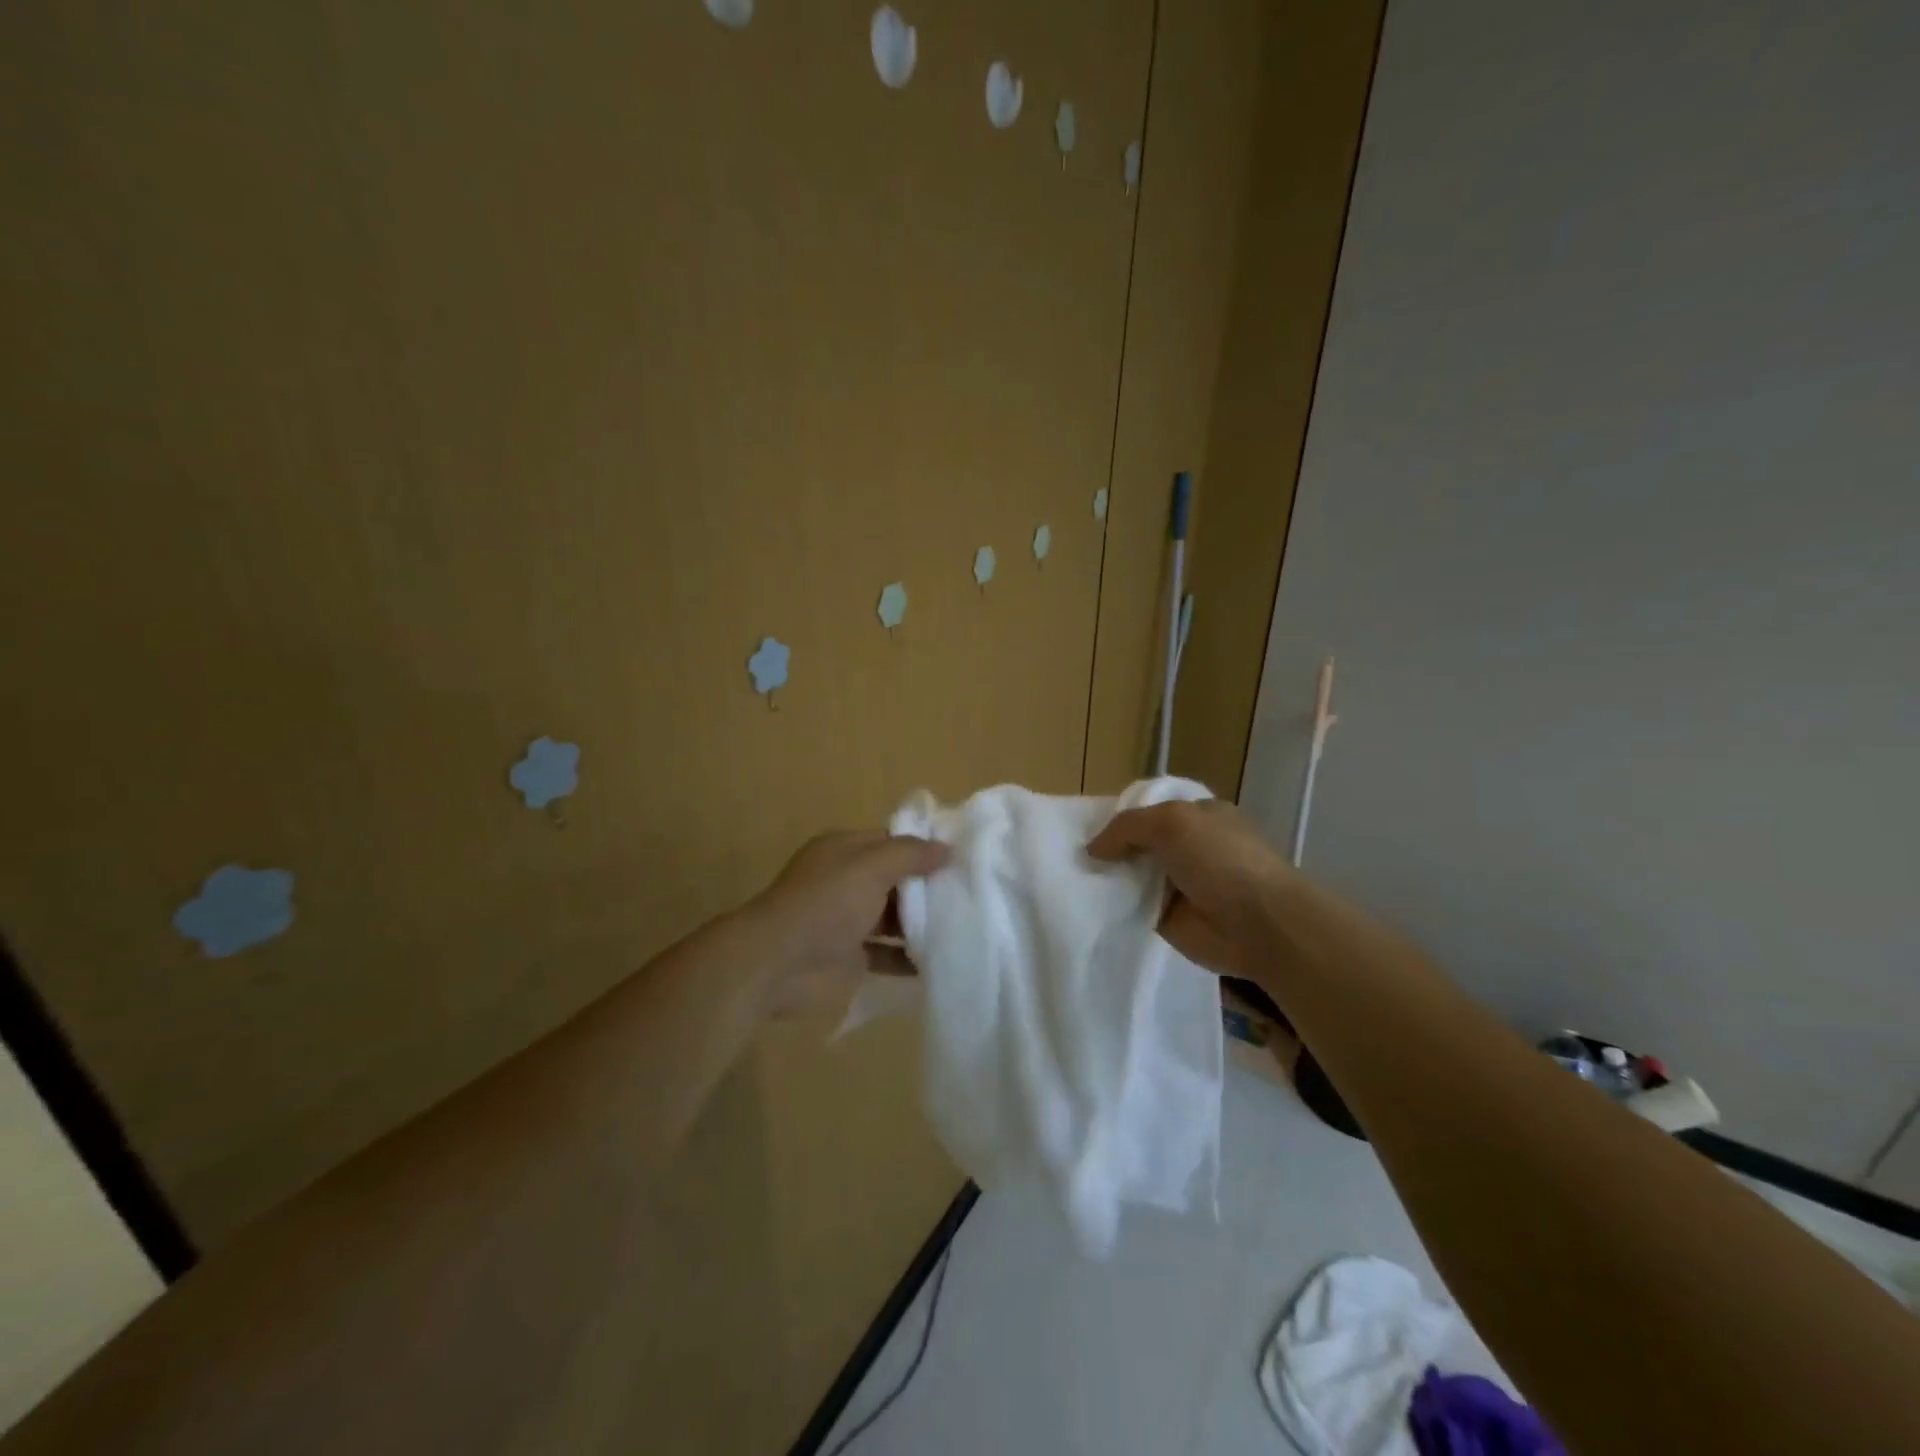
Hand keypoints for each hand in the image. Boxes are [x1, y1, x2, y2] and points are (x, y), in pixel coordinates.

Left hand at [745, 830, 948, 1016]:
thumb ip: (911, 854)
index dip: (925, 847)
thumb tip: (948, 848)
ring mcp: (847, 921)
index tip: (965, 857)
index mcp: (844, 851)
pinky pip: (889, 955)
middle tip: (973, 893)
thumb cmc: (827, 903)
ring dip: (923, 923)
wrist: (779, 964)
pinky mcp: (851, 958)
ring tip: (968, 926)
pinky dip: (912, 958)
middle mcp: (846, 882)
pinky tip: (945, 960)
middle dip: (929, 887)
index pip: (892, 842)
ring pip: (894, 918)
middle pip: (896, 880)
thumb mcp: (872, 866)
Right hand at [1086, 799, 1294, 975]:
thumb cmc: (1222, 860)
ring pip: (1133, 875)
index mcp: (1199, 815)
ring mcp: (1180, 883)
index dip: (1121, 815)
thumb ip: (1127, 827)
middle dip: (1111, 847)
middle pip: (1138, 842)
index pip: (1151, 808)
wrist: (1260, 926)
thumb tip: (1093, 848)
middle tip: (1072, 854)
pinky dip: (1115, 906)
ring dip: (1110, 877)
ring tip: (1070, 878)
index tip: (1085, 825)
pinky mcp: (1170, 918)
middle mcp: (1189, 846)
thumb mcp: (1172, 822)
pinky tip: (1088, 904)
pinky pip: (1134, 907)